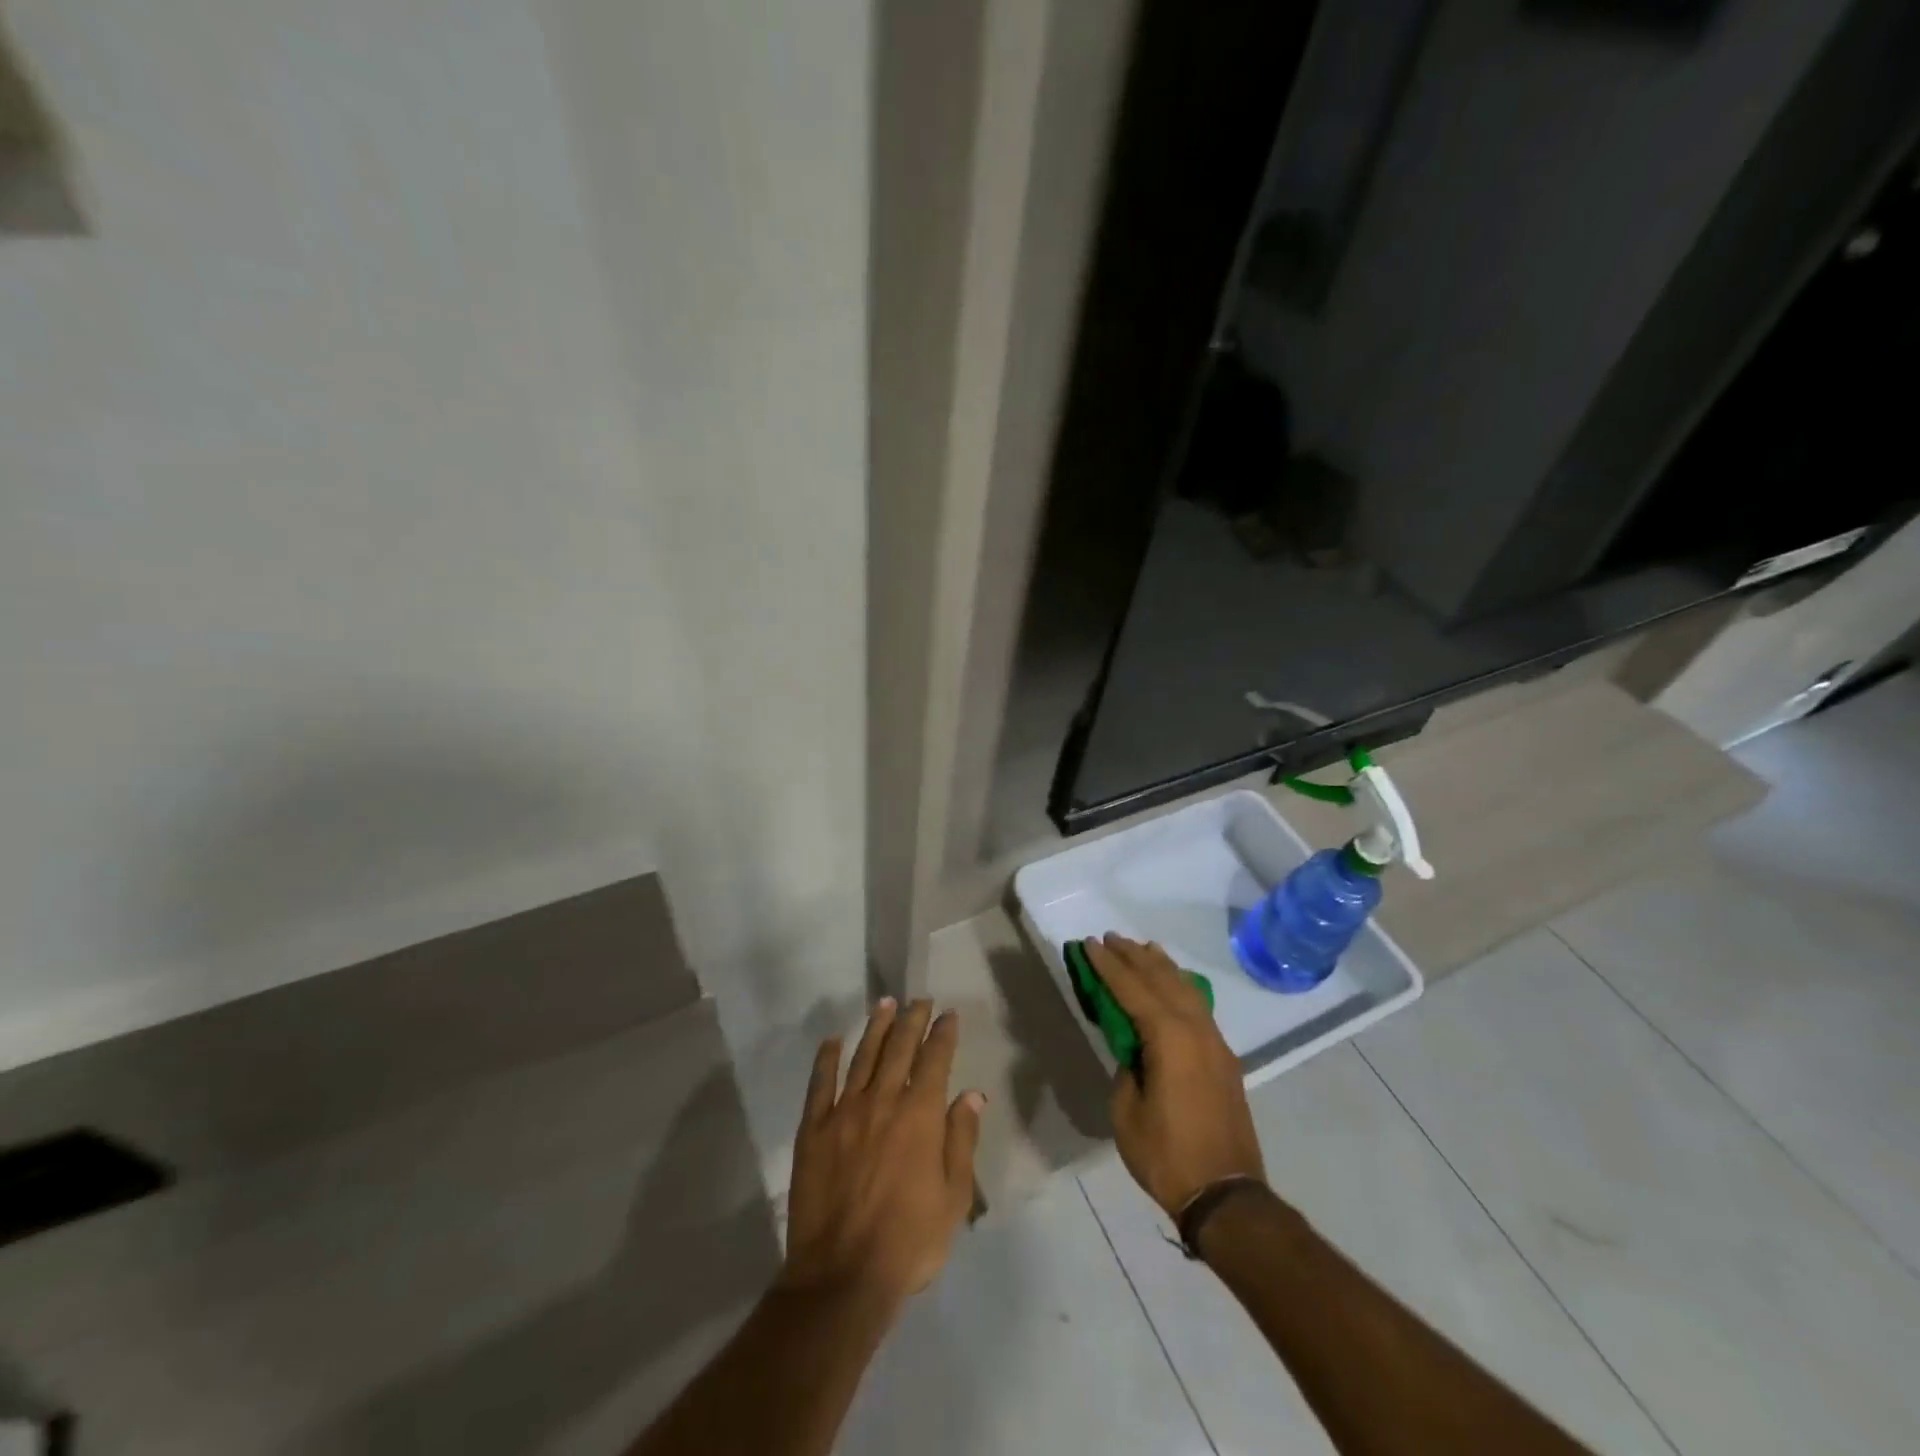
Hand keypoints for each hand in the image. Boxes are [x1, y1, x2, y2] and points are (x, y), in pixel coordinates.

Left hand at [779, 999, 983, 1308]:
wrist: (842, 1277)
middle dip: (912, 1020)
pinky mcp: (813, 1130)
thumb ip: (962, 1141)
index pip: (935, 1060)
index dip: (943, 1034)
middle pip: (899, 1048)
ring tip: (885, 1004)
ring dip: (876, 1027)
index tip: (948, 1015)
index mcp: (920, 1115)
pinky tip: (832, 1041)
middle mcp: (882, 1101)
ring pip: (863, 1056)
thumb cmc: (909, 1242)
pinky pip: (820, 1084)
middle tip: (919, 1000)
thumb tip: (972, 1095)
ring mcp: (844, 1112)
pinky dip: (827, 1059)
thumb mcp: (954, 1198)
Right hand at [1091, 935, 1265, 1217]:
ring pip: (1186, 988)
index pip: (1132, 988)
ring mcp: (1215, 1042)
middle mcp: (1196, 1030)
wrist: (1226, 1196)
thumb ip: (1127, 1068)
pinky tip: (1172, 984)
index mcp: (1169, 1038)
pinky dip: (1180, 986)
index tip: (1090, 943)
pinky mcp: (1224, 1058)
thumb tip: (1135, 1051)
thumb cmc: (1167, 1155)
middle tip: (1110, 938)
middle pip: (1162, 979)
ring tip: (1142, 948)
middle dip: (1134, 956)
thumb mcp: (1126, 1111)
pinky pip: (1198, 1006)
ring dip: (1161, 966)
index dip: (1108, 965)